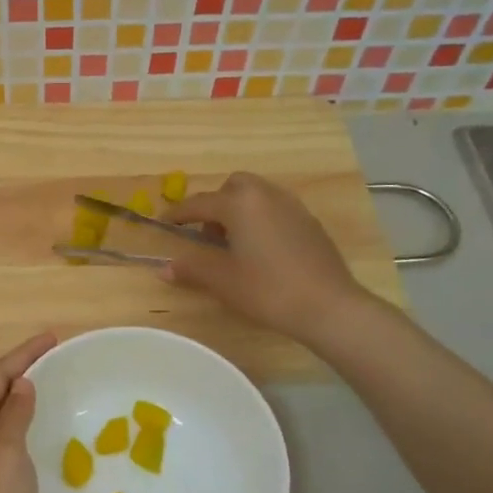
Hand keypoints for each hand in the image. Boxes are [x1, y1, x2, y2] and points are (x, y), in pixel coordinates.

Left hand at [0, 332, 55, 492]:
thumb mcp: (6, 456)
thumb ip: (13, 416)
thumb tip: (21, 383)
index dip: (23, 354)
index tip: (53, 337)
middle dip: (20, 368)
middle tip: (55, 355)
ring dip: (20, 394)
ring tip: (50, 382)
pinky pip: (4, 437)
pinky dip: (22, 422)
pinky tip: (38, 429)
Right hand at [163, 172, 375, 346]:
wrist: (328, 306)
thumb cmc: (268, 289)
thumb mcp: (223, 280)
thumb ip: (192, 268)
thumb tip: (163, 268)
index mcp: (240, 203)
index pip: (200, 203)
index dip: (178, 213)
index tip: (163, 222)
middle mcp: (266, 195)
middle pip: (233, 186)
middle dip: (215, 204)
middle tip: (206, 233)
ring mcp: (292, 207)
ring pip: (257, 195)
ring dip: (239, 210)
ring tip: (232, 243)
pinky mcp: (309, 222)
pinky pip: (275, 209)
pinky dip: (260, 219)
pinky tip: (260, 250)